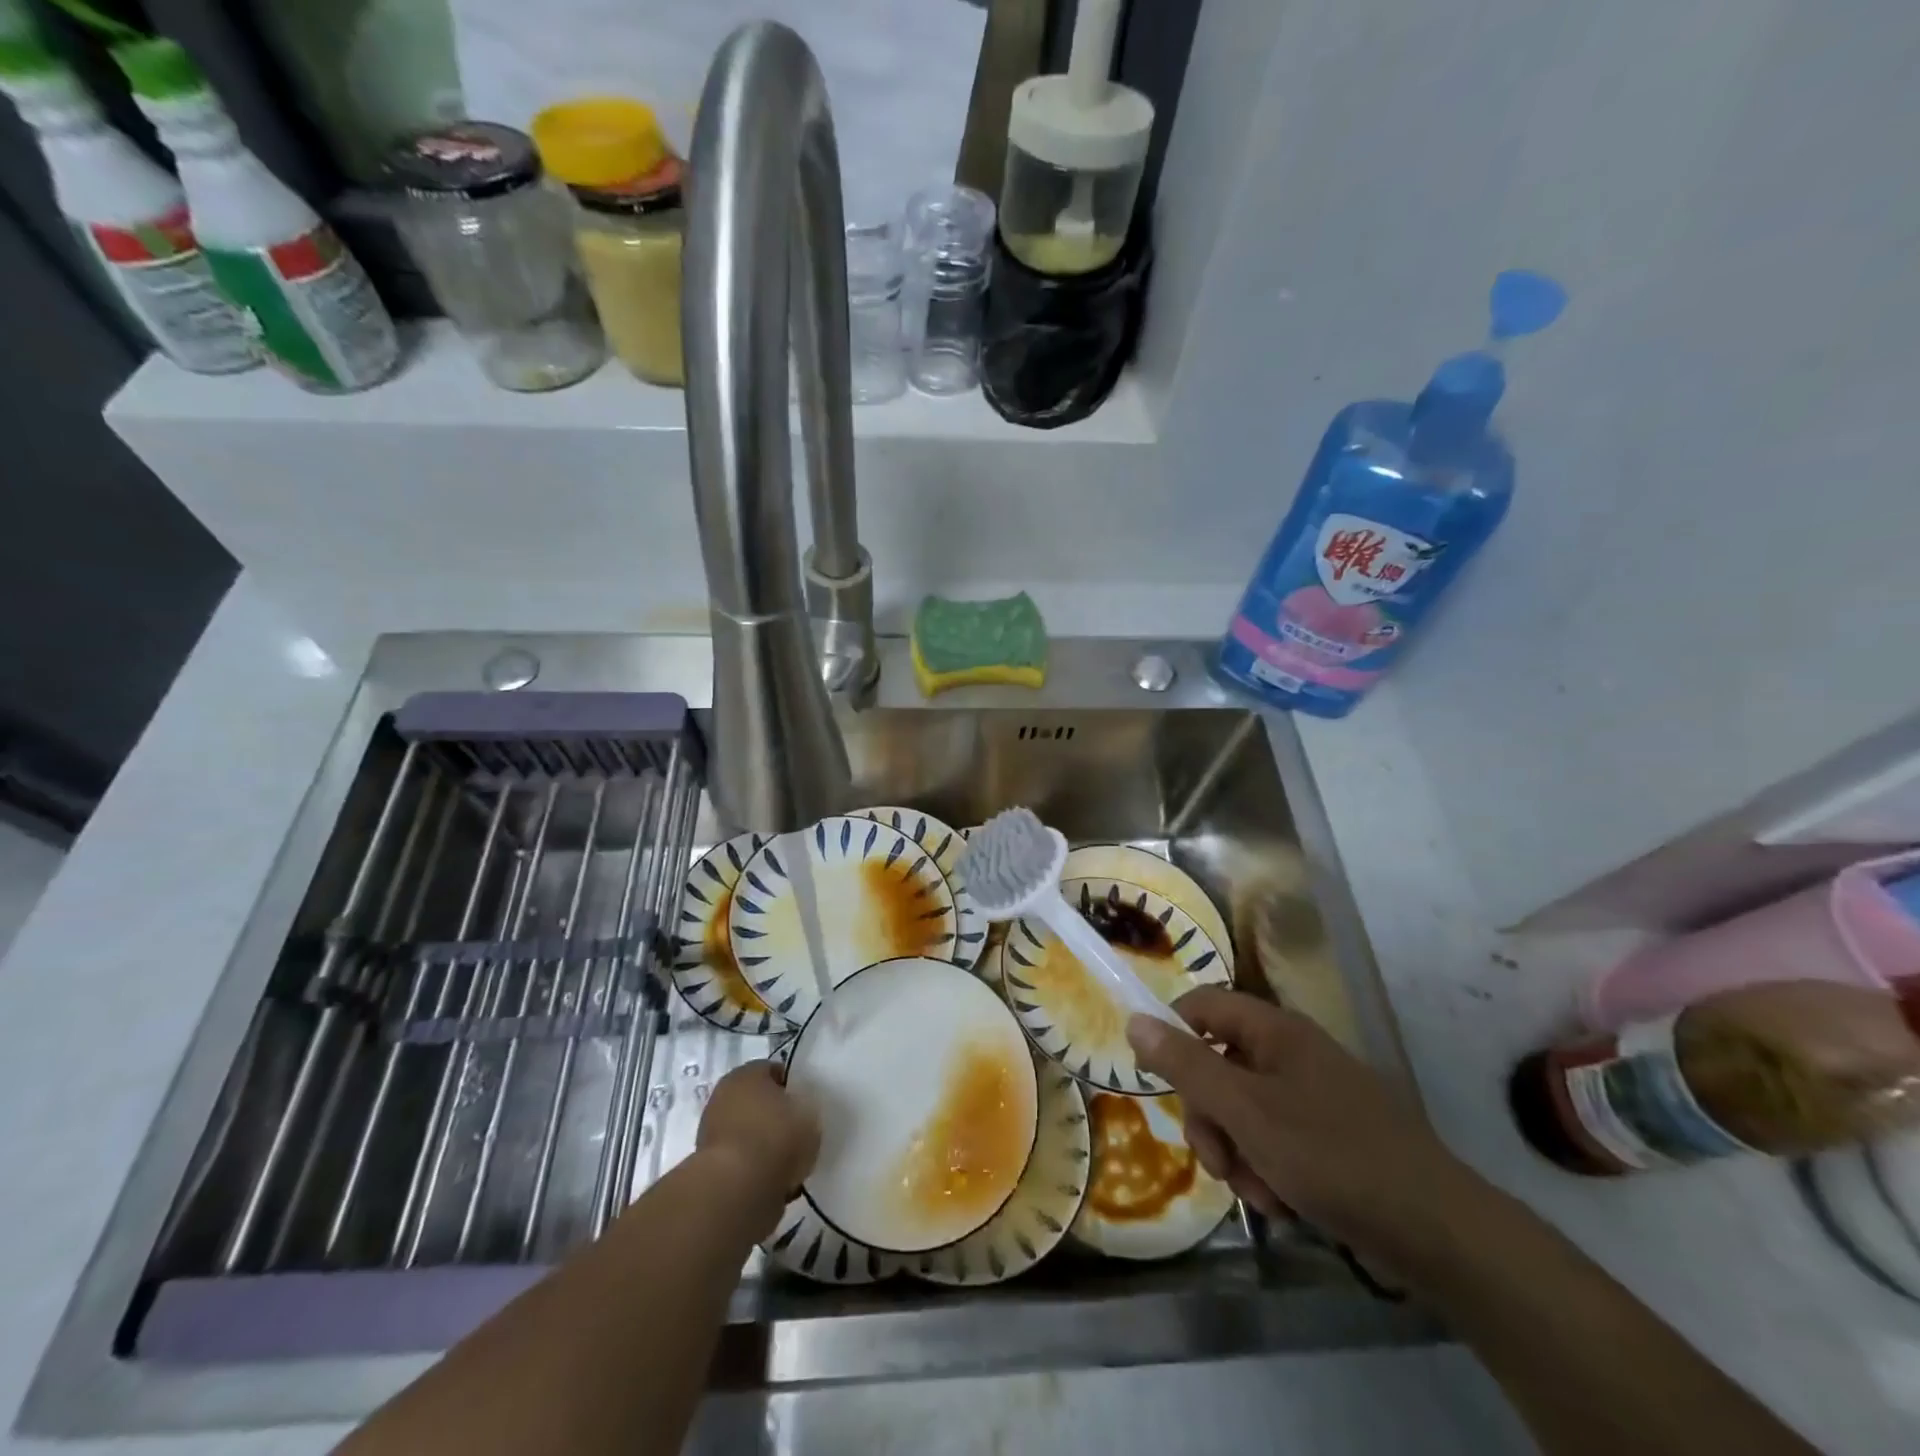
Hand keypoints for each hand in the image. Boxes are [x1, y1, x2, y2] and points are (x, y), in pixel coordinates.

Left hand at [694, 1061, 820, 1229]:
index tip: (806, 1104)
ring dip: (764, 1145)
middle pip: (757, 1102)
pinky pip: (743, 1162)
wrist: (735, 1191)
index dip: (792, 1086)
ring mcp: (712, 1133)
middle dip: (775, 1116)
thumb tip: (799, 1113)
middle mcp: (723, 1097)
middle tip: (798, 1132)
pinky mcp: (709, 1168)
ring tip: (790, 1163)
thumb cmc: (775, 1137)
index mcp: (746, 1074)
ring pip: (749, 1134)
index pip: (774, 1071)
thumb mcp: (808, 1114)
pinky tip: (775, 1183)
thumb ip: (805, 1107)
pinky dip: (756, 1170)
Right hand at [1126, 988, 1477, 1266]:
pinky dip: (1266, 1168)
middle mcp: (1291, 1052)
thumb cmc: (1331, 1156)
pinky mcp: (1327, 1136)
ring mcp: (1311, 1095)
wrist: (1437, 1232)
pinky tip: (1282, 1202)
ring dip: (1236, 1151)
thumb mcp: (1244, 1111)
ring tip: (1260, 1192)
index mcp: (1274, 1030)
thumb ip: (1185, 1065)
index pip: (1202, 1006)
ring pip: (1241, 1110)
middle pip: (1217, 1065)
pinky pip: (1272, 1139)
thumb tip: (1134, 1019)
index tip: (1155, 1079)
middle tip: (1218, 1159)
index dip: (1172, 1034)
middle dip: (1209, 1117)